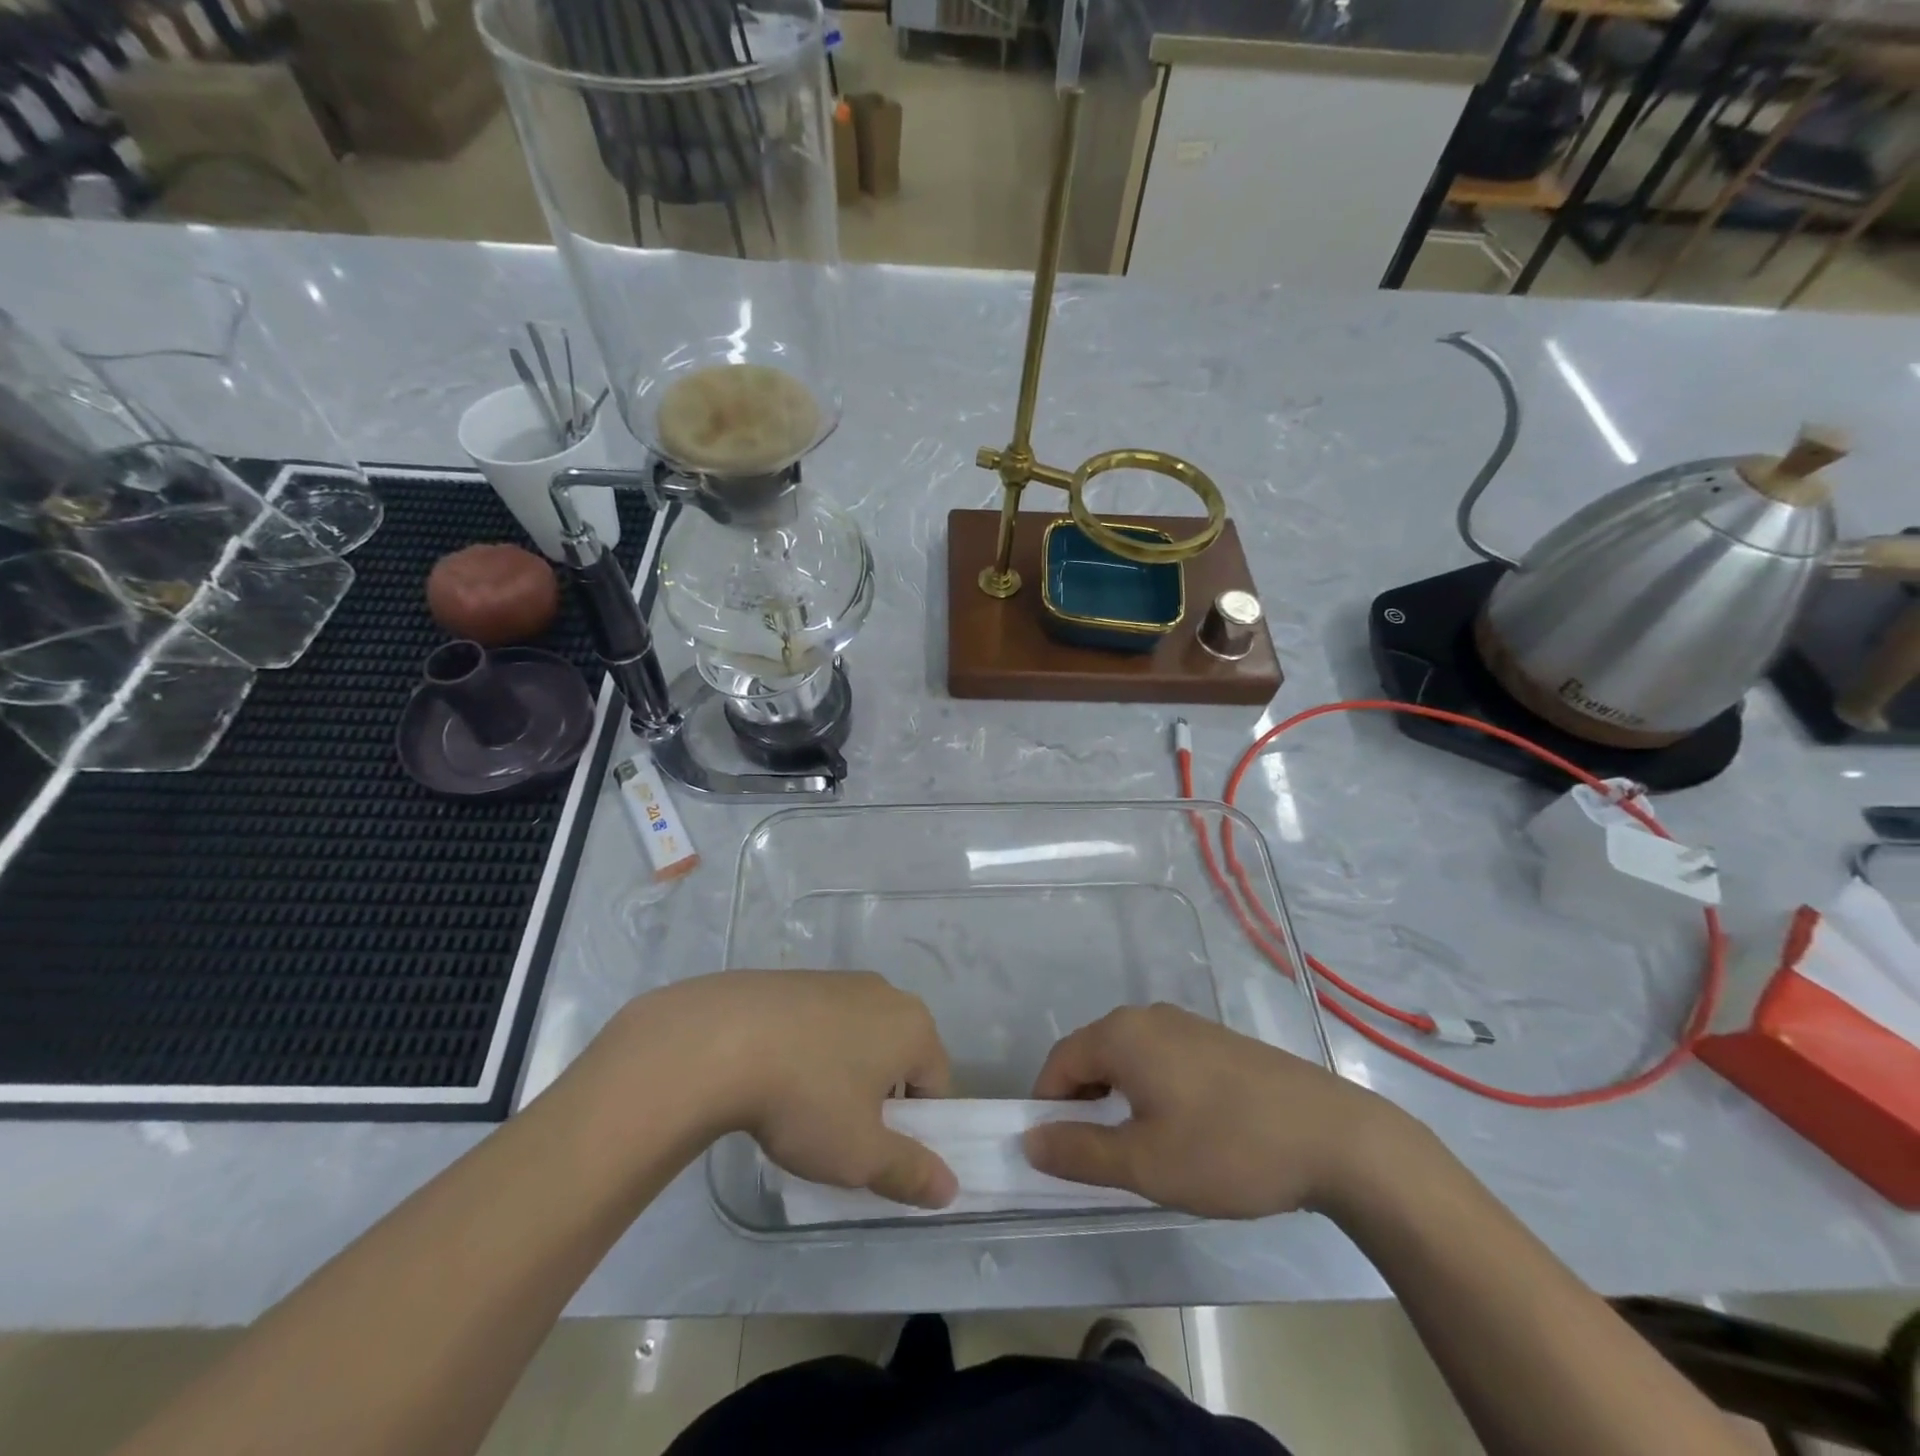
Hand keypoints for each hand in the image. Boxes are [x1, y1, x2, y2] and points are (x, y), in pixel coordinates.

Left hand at [634, 971, 957, 1208]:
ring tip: (803, 1109)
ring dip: (844, 1073)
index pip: (936, 1083)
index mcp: (913, 1026)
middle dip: (880, 1097)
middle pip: (898, 1056)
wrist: (720, 1040)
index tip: (879, 1153)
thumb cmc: (806, 1098)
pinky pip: (821, 1023)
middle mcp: (884, 992)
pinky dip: (811, 1050)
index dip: (917, 1126)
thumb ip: (910, 1172)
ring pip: (858, 1038)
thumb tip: (949, 1190)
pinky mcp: (797, 979)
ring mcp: (838, 980)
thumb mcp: (860, 1153)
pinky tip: (776, 1077)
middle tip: (843, 1135)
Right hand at [1024, 1004, 1408, 1218]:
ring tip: (1143, 1150)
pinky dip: (1152, 1090)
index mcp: (1122, 1034)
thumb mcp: (1144, 1163)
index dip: (1047, 1108)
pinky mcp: (1217, 1040)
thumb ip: (1079, 1151)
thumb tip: (1029, 1140)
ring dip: (1118, 1099)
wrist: (1334, 1137)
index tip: (1058, 1154)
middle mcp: (1148, 1016)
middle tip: (1101, 1158)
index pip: (1059, 1063)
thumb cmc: (1226, 1148)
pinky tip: (1183, 1130)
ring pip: (1128, 1058)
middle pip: (1092, 1055)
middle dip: (1083, 1104)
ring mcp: (1187, 1024)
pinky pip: (1162, 1059)